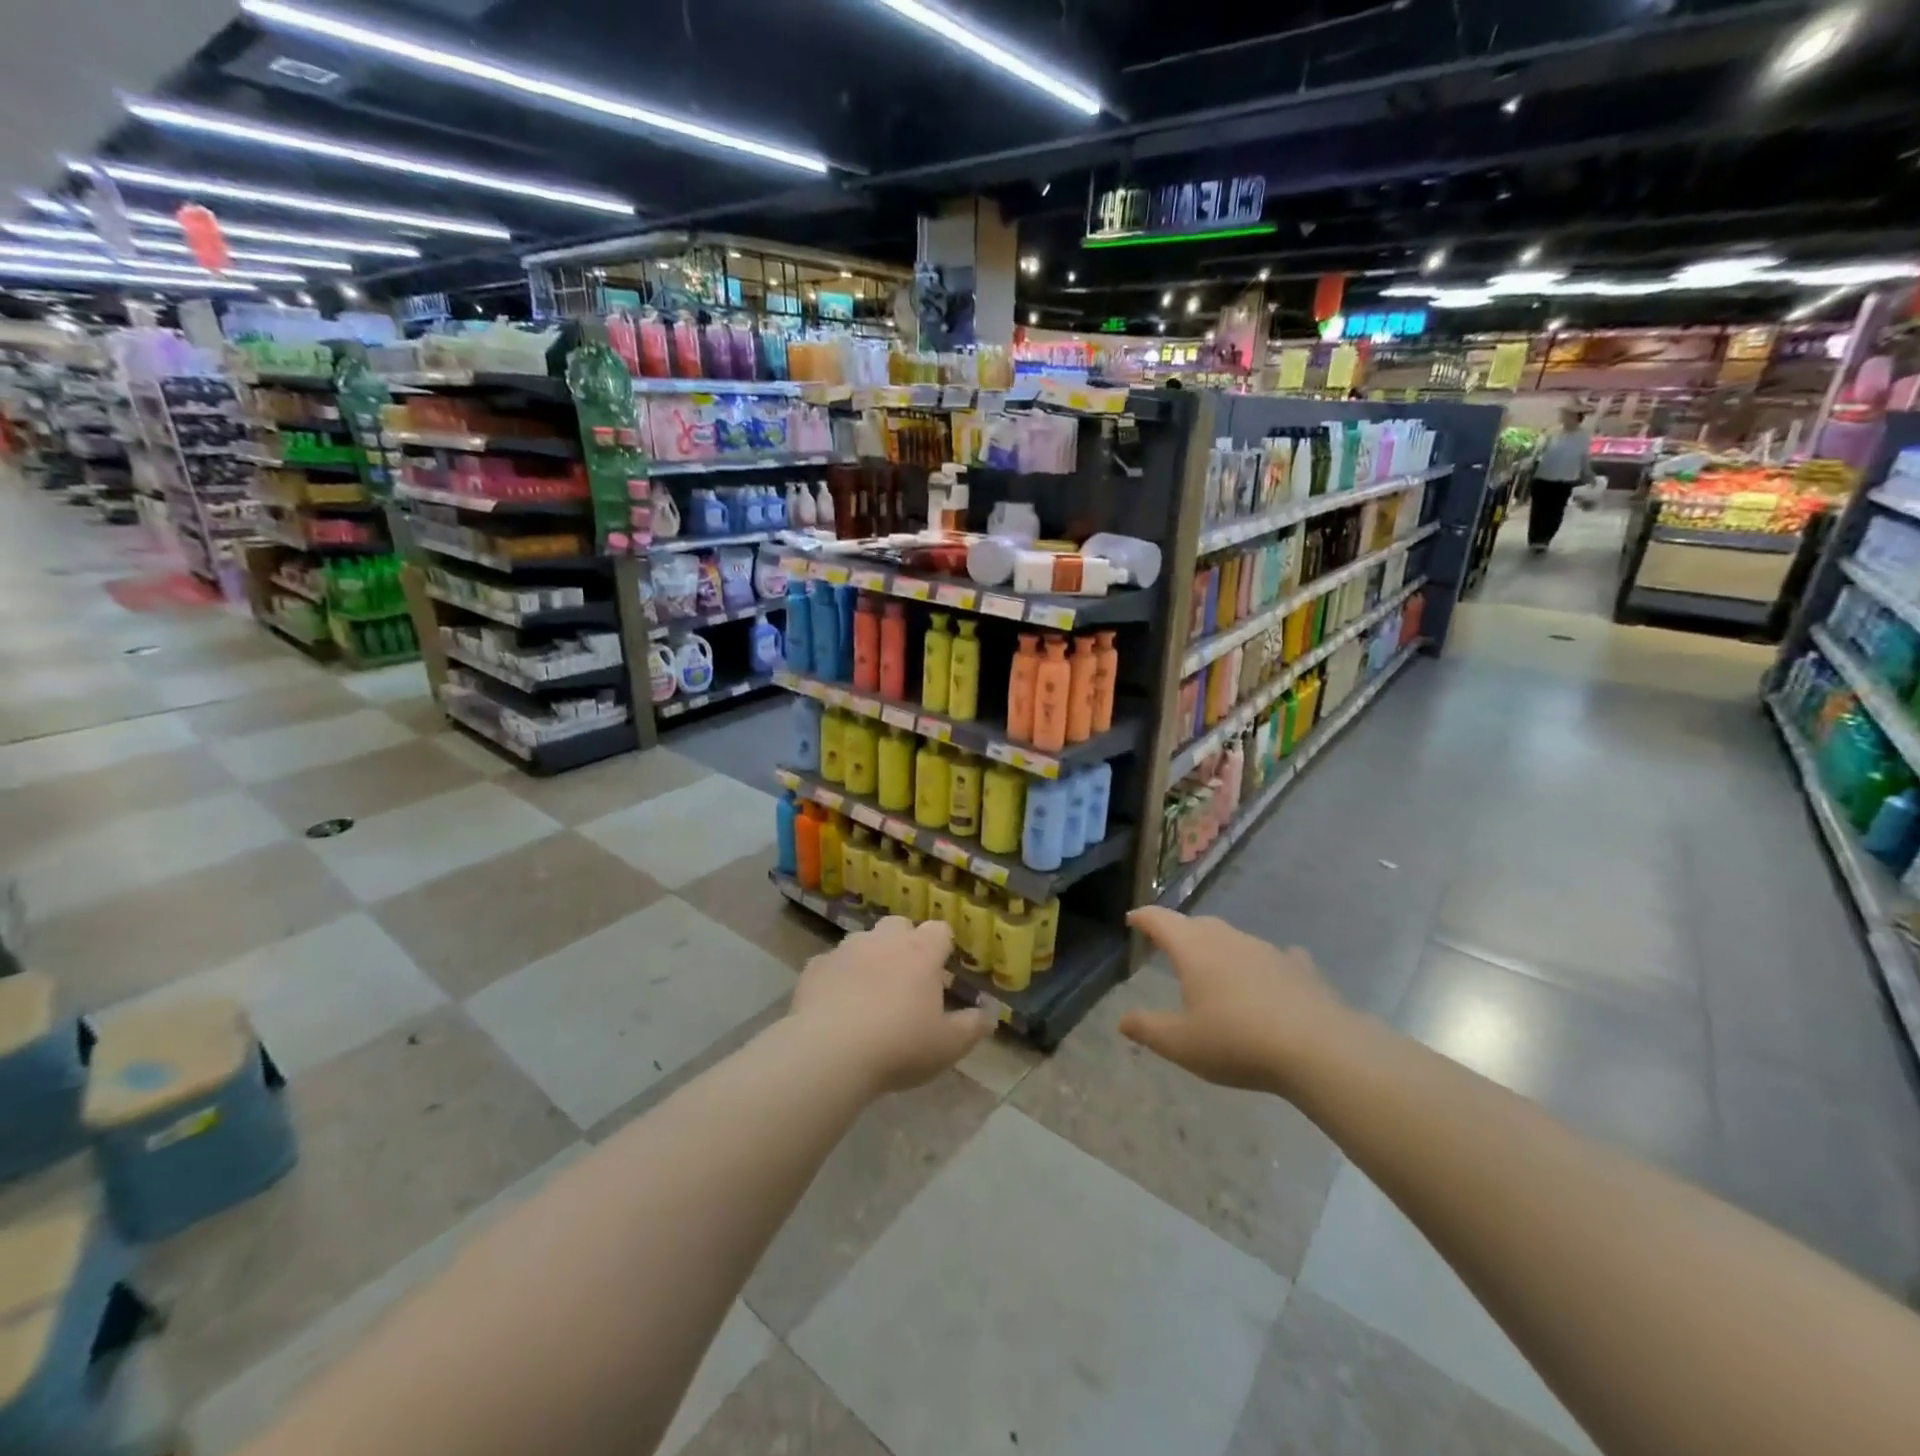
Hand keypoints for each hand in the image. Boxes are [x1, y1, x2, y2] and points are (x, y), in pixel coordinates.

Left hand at [790, 917, 990, 1092]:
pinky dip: (837, 977)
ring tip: (869, 991)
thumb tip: (990, 1015)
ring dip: (869, 956)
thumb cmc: (899, 1045)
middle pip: (899, 925)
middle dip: (904, 942)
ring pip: (863, 940)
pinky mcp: (815, 968)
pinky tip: (835, 1003)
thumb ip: (972, 1027)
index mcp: (921, 953)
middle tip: (906, 978)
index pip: (940, 930)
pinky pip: (831, 964)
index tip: (942, 969)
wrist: (830, 1052)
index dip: (942, 946)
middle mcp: (884, 941)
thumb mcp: (947, 1046)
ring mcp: (846, 950)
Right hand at [1120, 908, 1347, 1093]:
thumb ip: (1148, 1029)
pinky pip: (1279, 957)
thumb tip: (1122, 1020)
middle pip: (1197, 925)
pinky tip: (1273, 972)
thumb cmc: (1237, 1041)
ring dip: (1220, 947)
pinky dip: (1267, 963)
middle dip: (1180, 931)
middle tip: (1169, 945)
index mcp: (1194, 950)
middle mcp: (1228, 940)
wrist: (1318, 1049)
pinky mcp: (1299, 969)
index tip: (1133, 919)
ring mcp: (1267, 951)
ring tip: (1215, 966)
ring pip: (1234, 938)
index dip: (1144, 918)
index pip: (1161, 921)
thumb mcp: (1181, 1044)